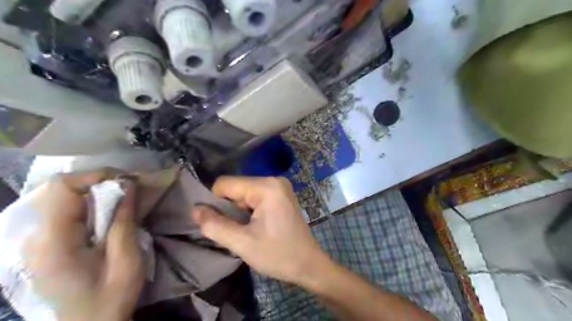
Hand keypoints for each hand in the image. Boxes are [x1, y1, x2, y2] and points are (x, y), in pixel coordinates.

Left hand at [23, 170, 144, 319]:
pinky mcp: (48, 243)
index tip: (125, 181)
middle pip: (61, 191)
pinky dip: (91, 204)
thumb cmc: (112, 295)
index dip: (94, 176)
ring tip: (125, 197)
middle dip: (98, 182)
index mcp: (53, 243)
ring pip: (64, 199)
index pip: (61, 189)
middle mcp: (37, 238)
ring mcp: (40, 240)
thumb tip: (128, 185)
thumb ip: (124, 220)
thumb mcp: (126, 258)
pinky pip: (68, 211)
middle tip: (130, 188)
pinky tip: (111, 212)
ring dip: (97, 192)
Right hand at [191, 176, 328, 284]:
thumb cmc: (278, 255)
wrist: (308, 264)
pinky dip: (249, 210)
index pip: (225, 184)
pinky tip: (256, 226)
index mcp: (266, 187)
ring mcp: (279, 186)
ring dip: (239, 211)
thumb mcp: (242, 243)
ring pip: (244, 193)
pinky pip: (255, 196)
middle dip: (229, 208)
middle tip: (236, 230)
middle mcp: (273, 179)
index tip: (219, 224)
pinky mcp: (281, 194)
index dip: (215, 203)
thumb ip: (215, 225)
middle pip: (236, 187)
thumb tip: (195, 209)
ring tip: (247, 230)